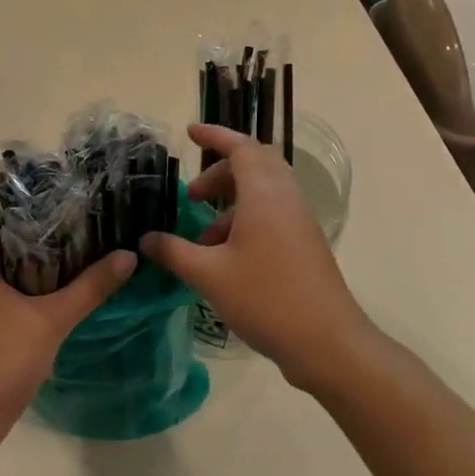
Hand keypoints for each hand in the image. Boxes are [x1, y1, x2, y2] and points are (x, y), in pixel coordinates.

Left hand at [0, 192, 136, 434]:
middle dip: (26, 212)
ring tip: (67, 231)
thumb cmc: (0, 361)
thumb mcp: (51, 321)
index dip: (7, 185)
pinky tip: (53, 276)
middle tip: (67, 201)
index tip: (46, 177)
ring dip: (25, 243)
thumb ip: (91, 287)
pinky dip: (21, 270)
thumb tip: (129, 255)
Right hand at [140, 124, 370, 389]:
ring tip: (202, 233)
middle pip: (255, 165)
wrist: (328, 343)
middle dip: (220, 171)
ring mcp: (299, 223)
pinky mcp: (304, 245)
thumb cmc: (266, 299)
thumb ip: (174, 252)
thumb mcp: (209, 275)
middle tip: (192, 193)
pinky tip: (224, 256)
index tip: (189, 132)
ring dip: (231, 201)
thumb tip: (146, 239)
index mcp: (264, 195)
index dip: (215, 135)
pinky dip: (245, 221)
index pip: (241, 148)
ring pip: (263, 192)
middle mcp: (285, 200)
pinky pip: (271, 215)